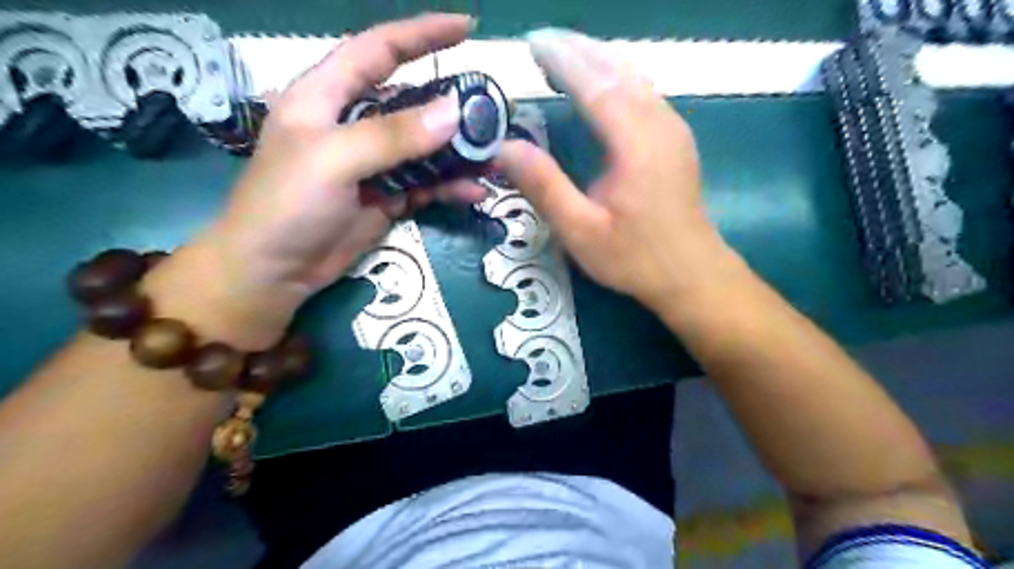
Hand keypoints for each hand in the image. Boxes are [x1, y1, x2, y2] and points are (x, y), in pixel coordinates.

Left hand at [198, 13, 486, 320]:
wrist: (274, 272)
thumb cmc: (287, 204)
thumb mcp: (334, 159)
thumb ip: (392, 135)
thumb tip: (453, 113)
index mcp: (326, 96)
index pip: (377, 50)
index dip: (420, 34)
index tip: (466, 29)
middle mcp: (352, 124)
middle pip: (410, 102)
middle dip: (450, 105)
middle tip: (491, 112)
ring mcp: (372, 164)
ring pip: (423, 148)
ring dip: (457, 153)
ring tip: (492, 157)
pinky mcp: (386, 198)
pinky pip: (425, 185)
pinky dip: (450, 187)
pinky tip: (474, 192)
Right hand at [498, 29, 738, 313]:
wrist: (692, 274)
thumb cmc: (635, 257)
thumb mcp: (581, 231)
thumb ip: (544, 187)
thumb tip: (504, 147)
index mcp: (636, 144)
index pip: (596, 85)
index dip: (563, 60)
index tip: (532, 43)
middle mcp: (660, 124)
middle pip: (618, 70)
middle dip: (579, 50)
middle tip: (540, 42)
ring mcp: (673, 129)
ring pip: (635, 76)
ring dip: (599, 59)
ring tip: (562, 55)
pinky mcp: (676, 139)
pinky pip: (644, 91)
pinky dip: (616, 77)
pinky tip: (600, 83)